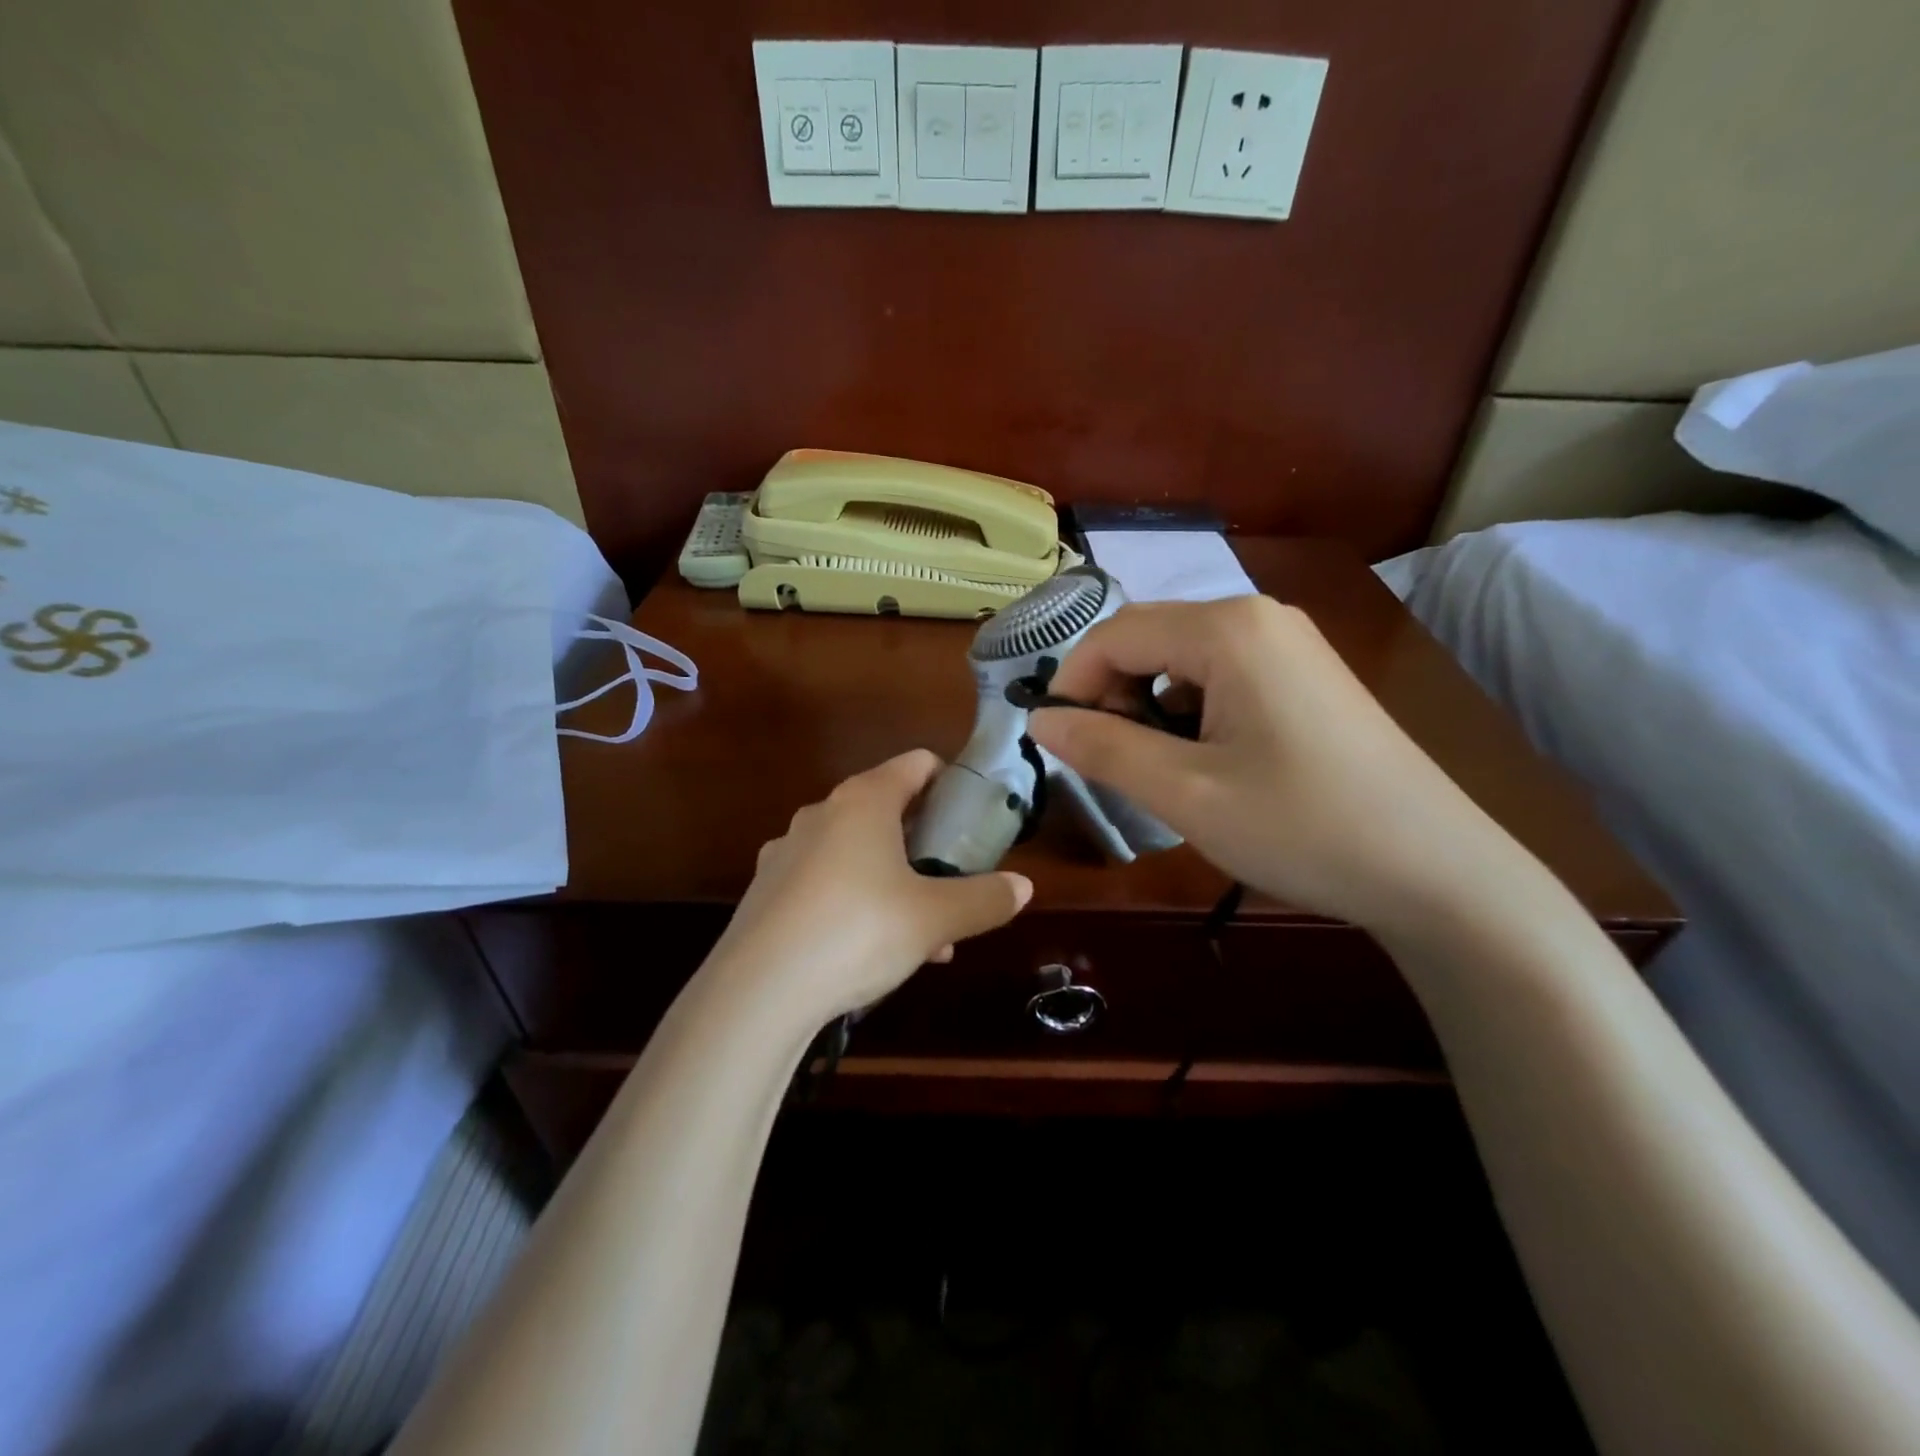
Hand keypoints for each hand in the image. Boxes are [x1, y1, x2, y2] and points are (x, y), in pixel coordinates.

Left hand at [713, 750, 1033, 1023]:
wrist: (758, 991)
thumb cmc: (859, 931)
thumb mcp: (935, 918)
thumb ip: (984, 899)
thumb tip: (1022, 887)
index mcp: (864, 800)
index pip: (916, 765)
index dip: (949, 781)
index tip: (972, 816)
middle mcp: (822, 813)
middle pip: (886, 810)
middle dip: (924, 844)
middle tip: (952, 882)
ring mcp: (787, 851)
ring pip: (856, 853)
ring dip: (894, 881)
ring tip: (924, 935)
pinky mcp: (766, 891)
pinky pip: (825, 883)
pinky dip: (855, 903)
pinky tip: (872, 953)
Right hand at [1028, 596, 1515, 934]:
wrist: (1437, 871)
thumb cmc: (1302, 826)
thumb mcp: (1185, 793)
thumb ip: (1103, 749)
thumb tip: (1040, 720)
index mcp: (1228, 628)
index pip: (1115, 634)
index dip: (1072, 684)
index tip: (1060, 743)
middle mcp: (1259, 617)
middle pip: (1149, 639)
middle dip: (1113, 696)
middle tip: (1111, 763)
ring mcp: (1290, 645)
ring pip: (1183, 661)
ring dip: (1151, 708)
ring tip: (1163, 772)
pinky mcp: (1306, 678)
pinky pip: (1222, 677)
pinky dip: (1191, 713)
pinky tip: (1210, 764)